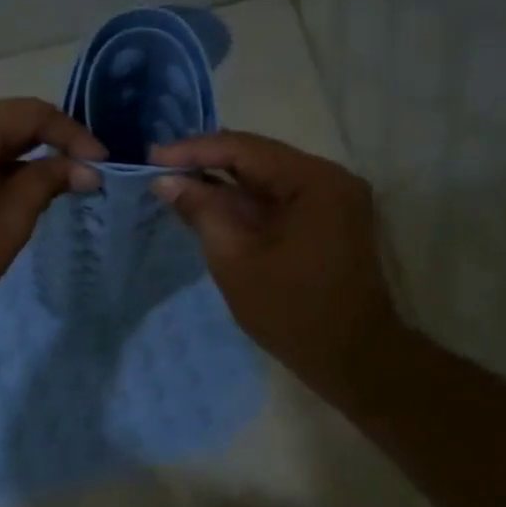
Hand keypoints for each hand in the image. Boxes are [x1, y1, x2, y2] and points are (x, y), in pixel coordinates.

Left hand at [0, 98, 105, 329]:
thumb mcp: (12, 218)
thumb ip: (49, 181)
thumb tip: (87, 169)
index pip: (30, 115)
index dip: (71, 135)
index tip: (100, 161)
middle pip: (3, 122)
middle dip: (45, 146)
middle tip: (80, 173)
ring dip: (17, 157)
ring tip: (50, 186)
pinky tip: (9, 189)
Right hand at [150, 132, 404, 404]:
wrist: (352, 358)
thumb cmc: (291, 311)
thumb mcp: (235, 260)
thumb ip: (201, 212)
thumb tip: (166, 180)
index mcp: (314, 181)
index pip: (244, 149)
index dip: (194, 150)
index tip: (153, 156)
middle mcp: (330, 178)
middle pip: (258, 158)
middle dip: (207, 164)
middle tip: (160, 169)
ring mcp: (333, 199)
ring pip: (267, 179)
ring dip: (224, 184)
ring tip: (177, 186)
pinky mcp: (329, 220)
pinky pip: (280, 199)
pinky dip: (245, 204)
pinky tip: (211, 207)